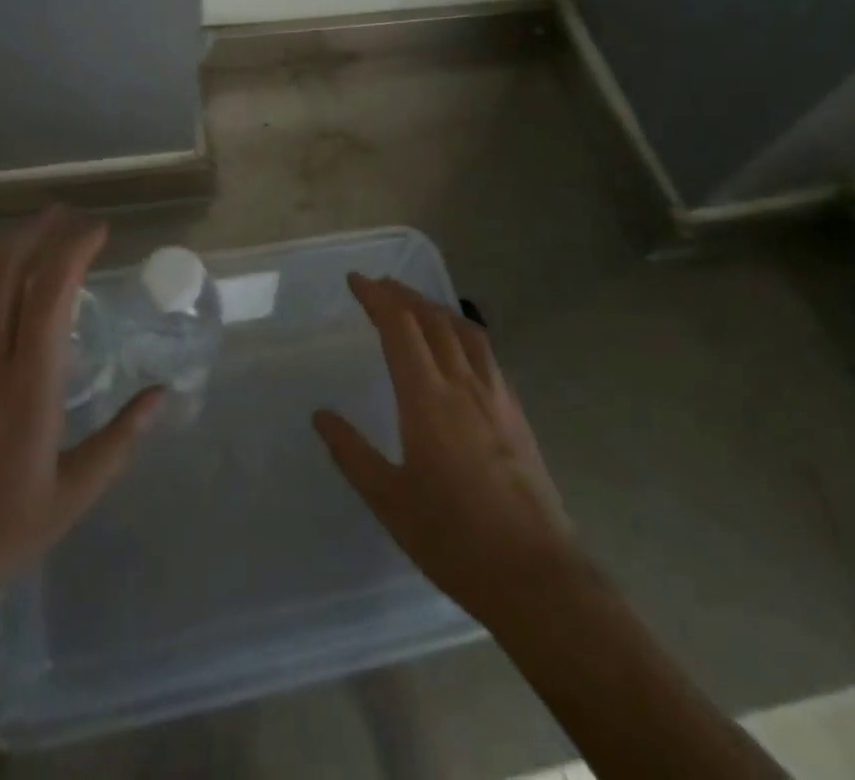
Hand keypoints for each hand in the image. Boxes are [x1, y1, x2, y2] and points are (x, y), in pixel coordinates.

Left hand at [0, 208, 162, 609]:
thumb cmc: (0, 532)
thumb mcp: (74, 494)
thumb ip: (121, 439)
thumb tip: (162, 394)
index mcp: (28, 386)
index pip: (51, 294)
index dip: (74, 251)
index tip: (97, 232)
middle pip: (6, 272)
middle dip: (38, 233)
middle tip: (64, 216)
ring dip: (0, 248)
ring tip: (28, 234)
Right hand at [314, 274, 572, 624]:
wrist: (534, 575)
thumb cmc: (453, 538)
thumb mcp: (389, 501)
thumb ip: (352, 453)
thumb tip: (321, 415)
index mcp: (427, 399)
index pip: (399, 327)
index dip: (376, 297)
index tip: (356, 280)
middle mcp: (462, 384)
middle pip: (431, 319)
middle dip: (402, 294)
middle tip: (378, 285)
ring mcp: (495, 396)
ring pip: (464, 330)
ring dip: (434, 307)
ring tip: (415, 304)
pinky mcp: (515, 413)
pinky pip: (485, 353)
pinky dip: (462, 331)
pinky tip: (458, 347)